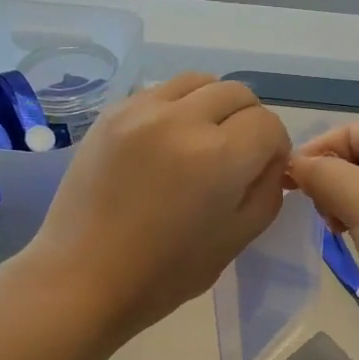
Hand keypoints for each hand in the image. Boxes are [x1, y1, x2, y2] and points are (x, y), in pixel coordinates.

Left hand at [15, 73, 291, 342]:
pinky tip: (165, 145)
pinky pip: (160, 92)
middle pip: (237, 93)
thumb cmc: (166, 273)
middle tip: (236, 157)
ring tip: (201, 142)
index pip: (268, 124)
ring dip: (212, 106)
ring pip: (198, 82)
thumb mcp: (237, 239)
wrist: (84, 277)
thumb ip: (266, 190)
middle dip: (248, 122)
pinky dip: (176, 109)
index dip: (274, 148)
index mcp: (219, 156)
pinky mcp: (111, 113)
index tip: (262, 172)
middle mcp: (182, 119)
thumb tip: (270, 160)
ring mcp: (141, 110)